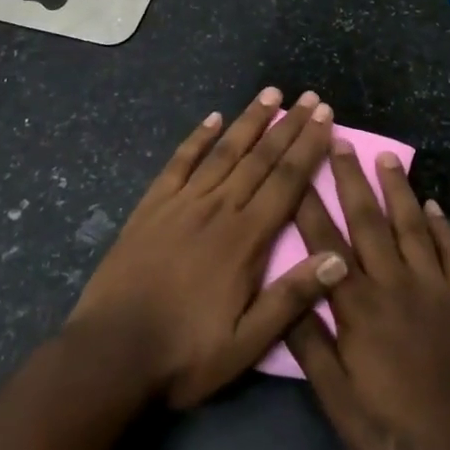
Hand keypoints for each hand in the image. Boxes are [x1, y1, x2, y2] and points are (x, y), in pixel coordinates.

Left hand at [67, 88, 349, 408]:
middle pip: (260, 158)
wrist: (110, 355)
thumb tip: (339, 258)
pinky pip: (179, 162)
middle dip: (288, 126)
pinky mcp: (152, 206)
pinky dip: (198, 138)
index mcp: (245, 239)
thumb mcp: (246, 343)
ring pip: (224, 152)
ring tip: (270, 94)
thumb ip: (291, 298)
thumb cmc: (184, 354)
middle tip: (309, 97)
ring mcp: (182, 203)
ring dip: (249, 120)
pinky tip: (212, 118)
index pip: (286, 181)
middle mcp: (218, 208)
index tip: (326, 117)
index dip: (308, 146)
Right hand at [286, 142, 449, 449]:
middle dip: (351, 180)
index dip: (310, 207)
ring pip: (411, 226)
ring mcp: (434, 286)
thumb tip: (288, 300)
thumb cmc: (401, 434)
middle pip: (368, 222)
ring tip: (385, 157)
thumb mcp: (342, 407)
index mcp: (358, 309)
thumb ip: (314, 350)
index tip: (299, 170)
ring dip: (397, 190)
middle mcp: (394, 284)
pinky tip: (434, 204)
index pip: (326, 247)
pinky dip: (442, 225)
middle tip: (339, 140)